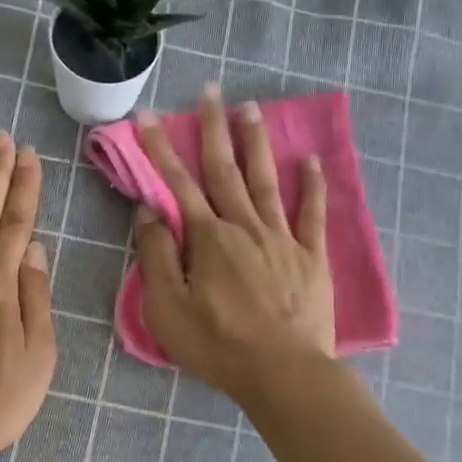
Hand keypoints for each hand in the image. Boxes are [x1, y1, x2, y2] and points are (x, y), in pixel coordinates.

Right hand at [132, 87, 333, 402]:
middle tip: (210, 89)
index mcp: (208, 239)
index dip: (161, 149)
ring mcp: (282, 239)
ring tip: (251, 108)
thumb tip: (150, 212)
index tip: (148, 116)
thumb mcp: (168, 307)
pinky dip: (313, 185)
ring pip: (266, 181)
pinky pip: (312, 214)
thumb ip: (158, 256)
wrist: (283, 371)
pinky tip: (310, 160)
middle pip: (225, 170)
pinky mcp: (311, 257)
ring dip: (256, 143)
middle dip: (214, 128)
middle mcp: (244, 226)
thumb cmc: (217, 344)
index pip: (178, 184)